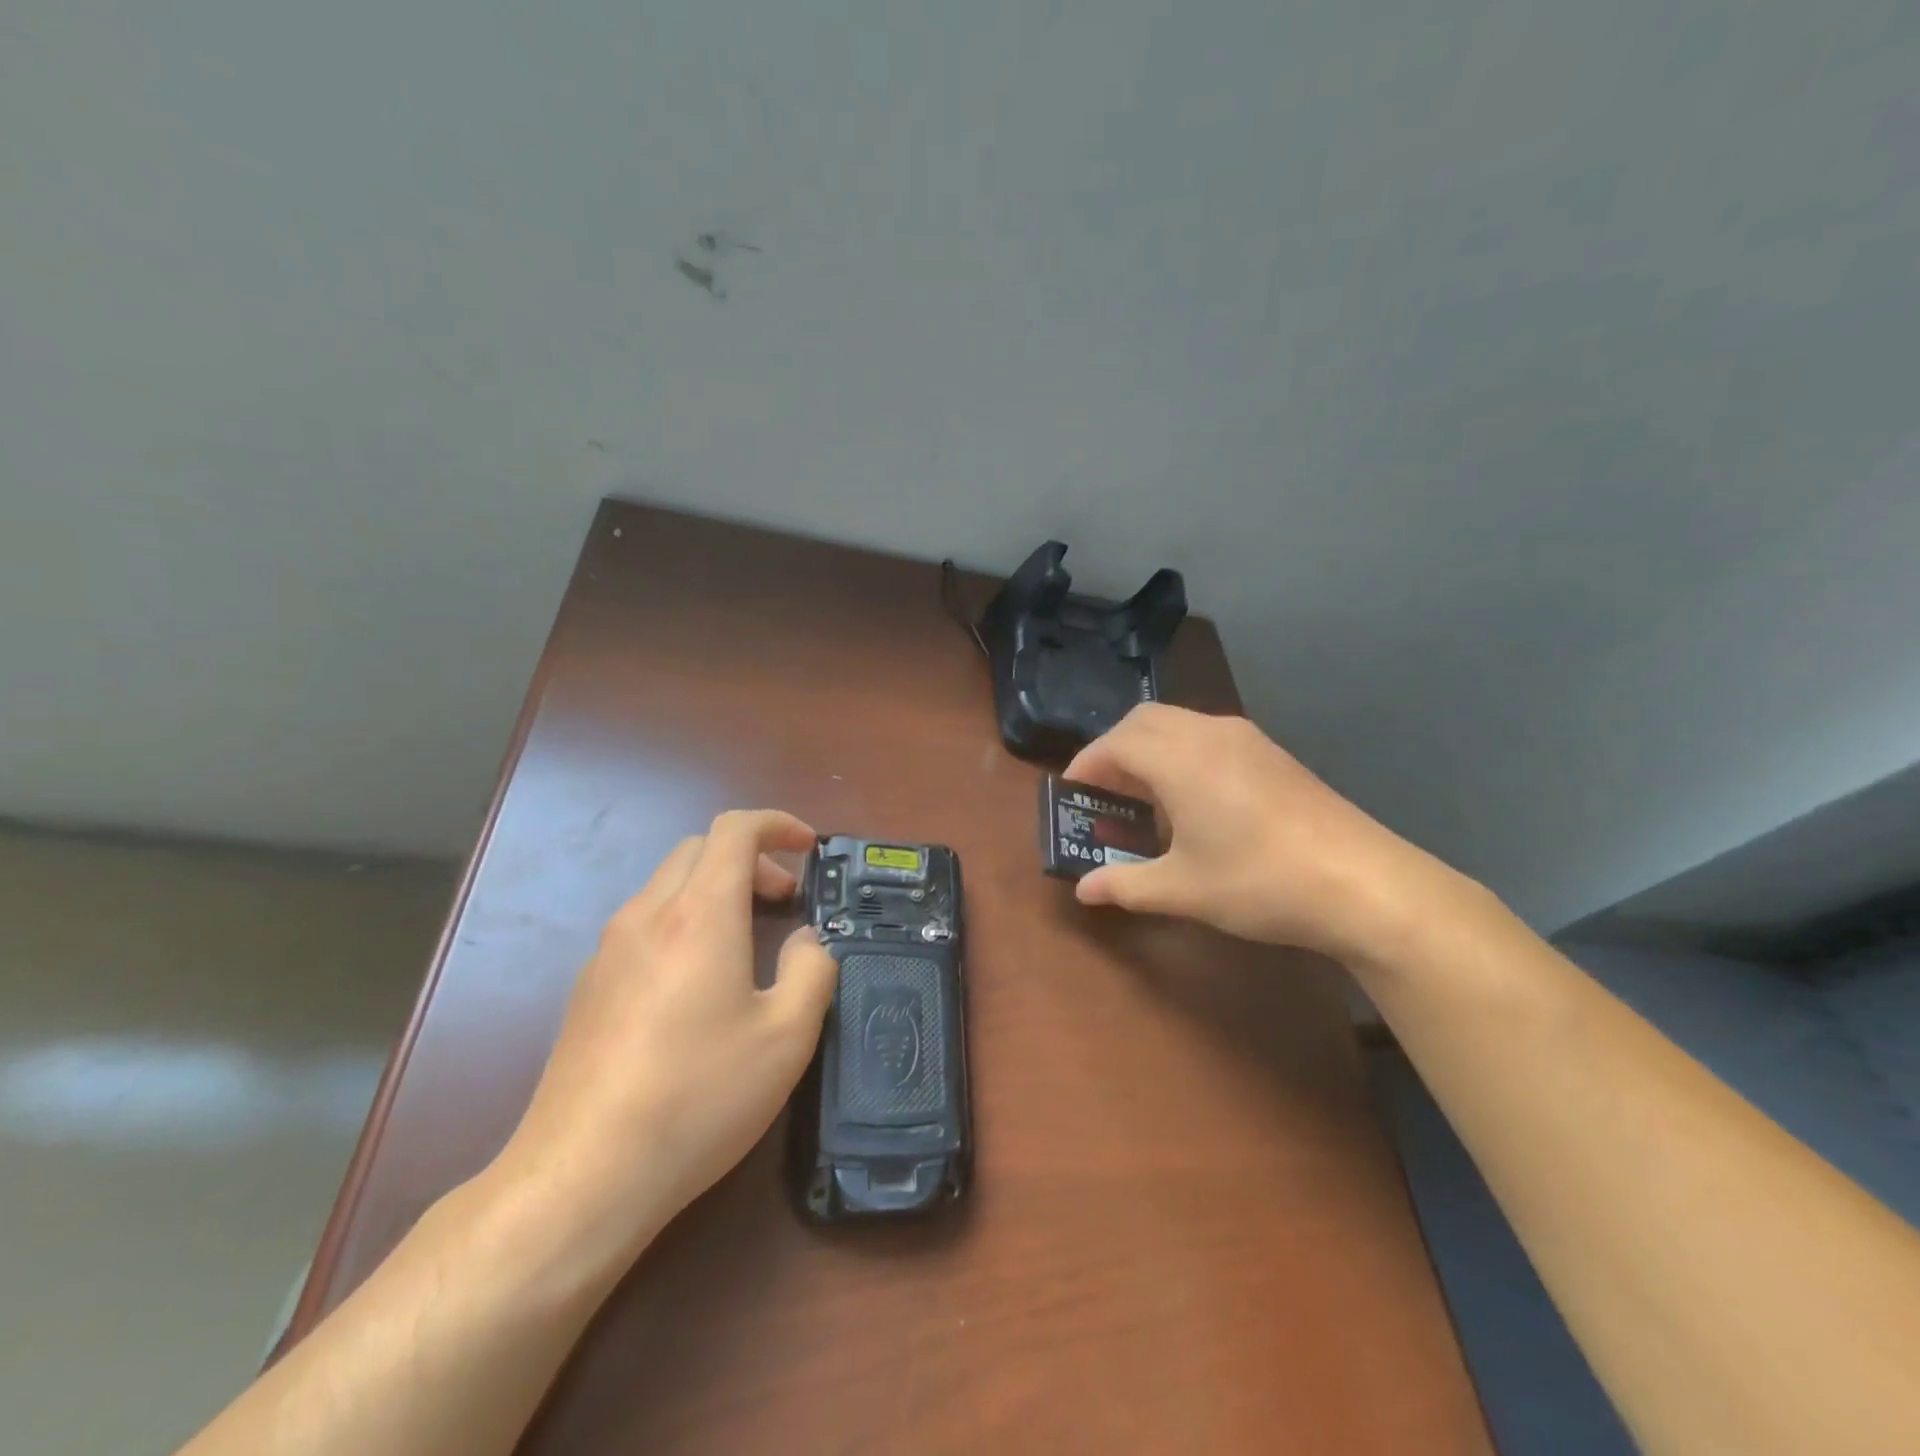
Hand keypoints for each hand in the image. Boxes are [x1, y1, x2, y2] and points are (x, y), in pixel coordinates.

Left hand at [494, 810, 837, 1267]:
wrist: (582, 1175)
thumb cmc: (698, 1096)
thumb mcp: (787, 1036)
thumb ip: (812, 970)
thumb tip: (807, 941)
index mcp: (699, 914)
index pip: (735, 830)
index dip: (778, 824)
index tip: (809, 848)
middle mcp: (647, 916)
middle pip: (698, 850)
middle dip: (750, 860)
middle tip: (784, 902)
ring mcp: (608, 950)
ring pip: (667, 885)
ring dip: (715, 890)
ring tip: (747, 942)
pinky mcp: (588, 987)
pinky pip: (644, 924)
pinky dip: (684, 921)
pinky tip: (698, 985)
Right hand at [1065, 704, 1446, 962]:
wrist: (1363, 883)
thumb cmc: (1259, 882)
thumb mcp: (1182, 890)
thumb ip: (1125, 884)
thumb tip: (1083, 891)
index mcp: (1179, 759)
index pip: (1115, 743)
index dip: (1086, 766)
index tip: (1071, 795)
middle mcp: (1209, 734)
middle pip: (1143, 720)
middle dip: (1113, 749)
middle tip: (1103, 792)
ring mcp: (1246, 739)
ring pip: (1178, 723)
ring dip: (1150, 748)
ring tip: (1144, 797)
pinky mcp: (1272, 754)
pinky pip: (1208, 736)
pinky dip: (1182, 753)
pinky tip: (1193, 801)